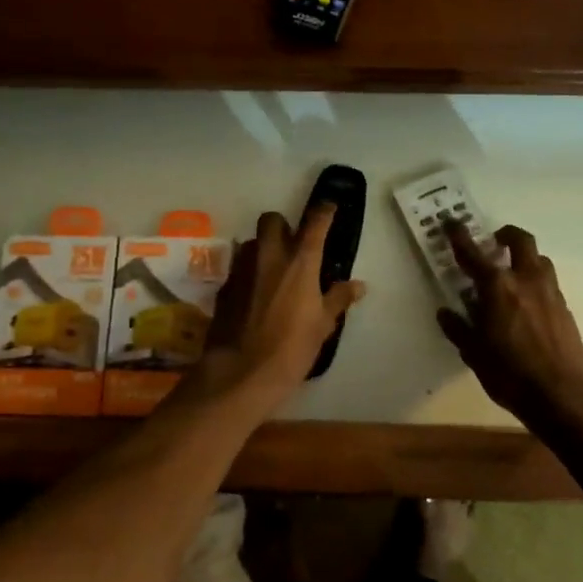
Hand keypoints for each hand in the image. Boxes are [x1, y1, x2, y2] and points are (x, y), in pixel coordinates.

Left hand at [176, 204, 364, 408]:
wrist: (241, 373)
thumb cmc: (292, 349)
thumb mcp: (323, 326)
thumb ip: (338, 299)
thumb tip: (358, 285)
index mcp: (300, 262)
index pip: (315, 222)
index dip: (324, 211)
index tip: (329, 208)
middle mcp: (269, 256)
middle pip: (272, 219)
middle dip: (283, 225)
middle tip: (293, 245)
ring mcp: (242, 269)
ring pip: (252, 242)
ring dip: (264, 248)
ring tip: (274, 271)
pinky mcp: (224, 287)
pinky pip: (239, 268)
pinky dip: (249, 273)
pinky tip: (255, 295)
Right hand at [436, 221, 582, 425]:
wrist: (563, 394)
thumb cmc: (510, 374)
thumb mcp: (474, 353)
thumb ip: (458, 328)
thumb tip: (445, 312)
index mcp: (497, 287)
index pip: (473, 253)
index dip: (459, 236)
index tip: (451, 222)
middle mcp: (526, 280)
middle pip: (520, 241)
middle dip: (506, 235)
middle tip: (494, 242)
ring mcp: (550, 292)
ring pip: (540, 259)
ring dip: (525, 257)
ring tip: (512, 272)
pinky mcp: (565, 308)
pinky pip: (549, 282)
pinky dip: (535, 281)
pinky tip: (528, 303)